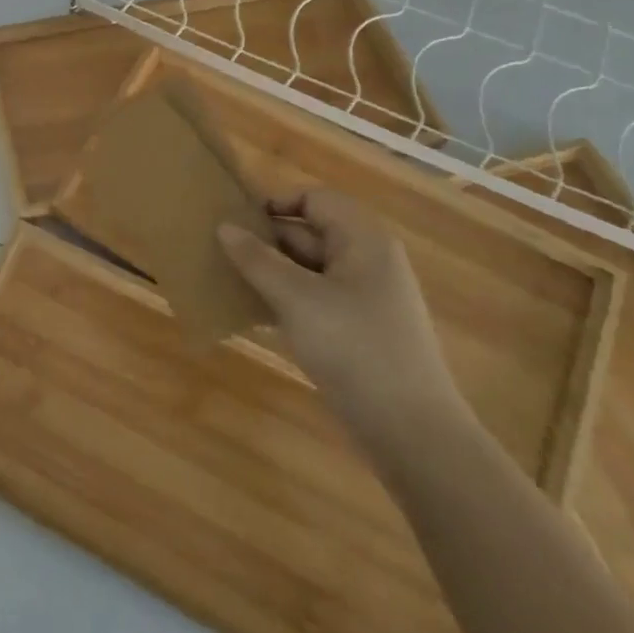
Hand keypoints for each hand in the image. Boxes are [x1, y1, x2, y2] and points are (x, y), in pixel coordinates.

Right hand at [218, 190, 459, 451]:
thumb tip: (224, 227)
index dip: (275, 203)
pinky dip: (285, 299)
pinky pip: (314, 299)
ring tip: (227, 279)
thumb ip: (256, 259)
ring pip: (308, 269)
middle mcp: (367, 262)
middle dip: (266, 240)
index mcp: (363, 241)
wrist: (413, 433)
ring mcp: (365, 299)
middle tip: (220, 251)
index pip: (314, 199)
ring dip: (270, 272)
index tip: (236, 221)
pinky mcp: (358, 331)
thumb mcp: (296, 298)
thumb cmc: (355, 348)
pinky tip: (253, 313)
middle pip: (309, 233)